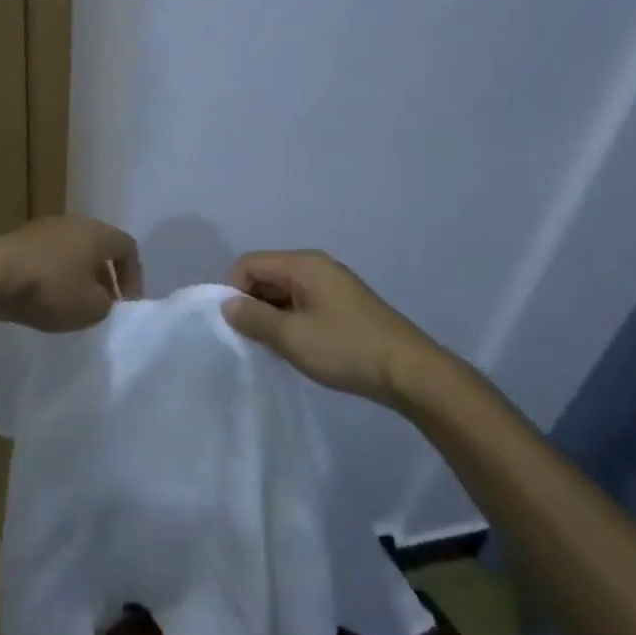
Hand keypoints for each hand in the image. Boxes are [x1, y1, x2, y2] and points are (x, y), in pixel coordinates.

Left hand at [0, 216, 141, 331]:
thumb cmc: (51, 288)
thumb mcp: (91, 308)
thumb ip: (106, 304)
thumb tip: (100, 298)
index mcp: (97, 232)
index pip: (128, 247)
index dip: (133, 276)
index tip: (125, 304)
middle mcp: (72, 222)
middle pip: (97, 246)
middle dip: (104, 276)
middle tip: (102, 303)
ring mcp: (42, 228)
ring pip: (70, 251)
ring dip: (76, 275)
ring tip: (71, 303)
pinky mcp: (16, 240)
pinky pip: (46, 257)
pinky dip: (51, 275)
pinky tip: (42, 297)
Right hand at [221, 250, 444, 403]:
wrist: (409, 371)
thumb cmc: (346, 348)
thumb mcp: (292, 337)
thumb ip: (254, 318)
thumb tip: (227, 304)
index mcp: (303, 264)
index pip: (249, 263)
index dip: (233, 290)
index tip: (235, 326)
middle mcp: (316, 266)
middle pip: (266, 274)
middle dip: (252, 304)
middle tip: (252, 341)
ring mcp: (332, 285)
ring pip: (284, 291)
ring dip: (272, 316)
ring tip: (275, 348)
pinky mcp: (343, 305)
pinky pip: (303, 303)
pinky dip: (291, 321)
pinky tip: (297, 348)